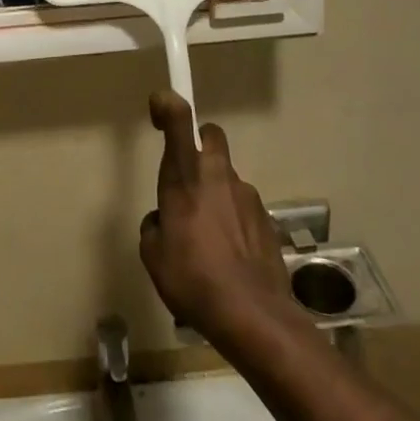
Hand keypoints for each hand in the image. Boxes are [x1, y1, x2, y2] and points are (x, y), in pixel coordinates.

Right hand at [139, 92, 302, 348]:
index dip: (168, 104)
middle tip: (189, 180)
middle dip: (200, 145)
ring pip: (227, 177)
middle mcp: (217, 174)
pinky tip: (229, 258)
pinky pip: (243, 208)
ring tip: (208, 240)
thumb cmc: (193, 279)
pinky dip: (234, 222)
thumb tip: (163, 220)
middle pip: (211, 136)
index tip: (159, 106)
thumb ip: (154, 225)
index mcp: (185, 176)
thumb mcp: (153, 255)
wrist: (253, 315)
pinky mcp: (266, 218)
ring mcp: (246, 194)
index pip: (180, 120)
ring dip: (216, 194)